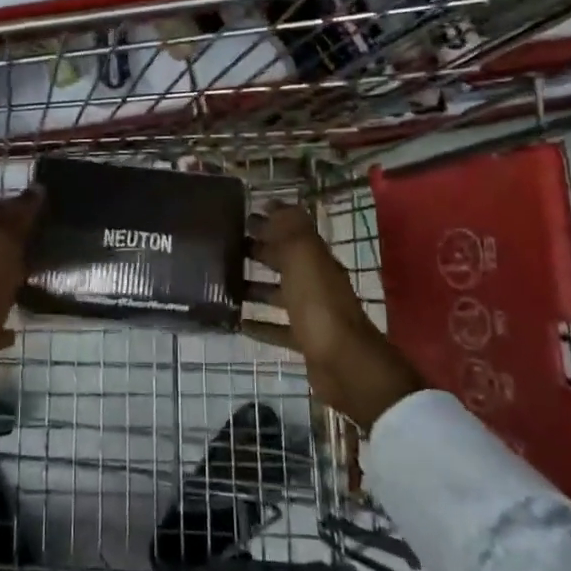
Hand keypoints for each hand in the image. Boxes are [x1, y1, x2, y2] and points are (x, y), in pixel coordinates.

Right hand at [247, 204, 421, 429]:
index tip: (243, 216)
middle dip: (260, 251)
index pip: (292, 233)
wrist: (345, 364)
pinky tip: (239, 323)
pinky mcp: (305, 341)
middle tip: (227, 247)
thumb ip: (290, 230)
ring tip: (225, 284)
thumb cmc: (319, 306)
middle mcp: (316, 283)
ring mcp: (312, 314)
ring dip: (256, 288)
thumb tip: (275, 205)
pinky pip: (278, 328)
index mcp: (316, 260)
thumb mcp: (303, 258)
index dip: (271, 223)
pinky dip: (260, 325)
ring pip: (280, 294)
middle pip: (285, 262)